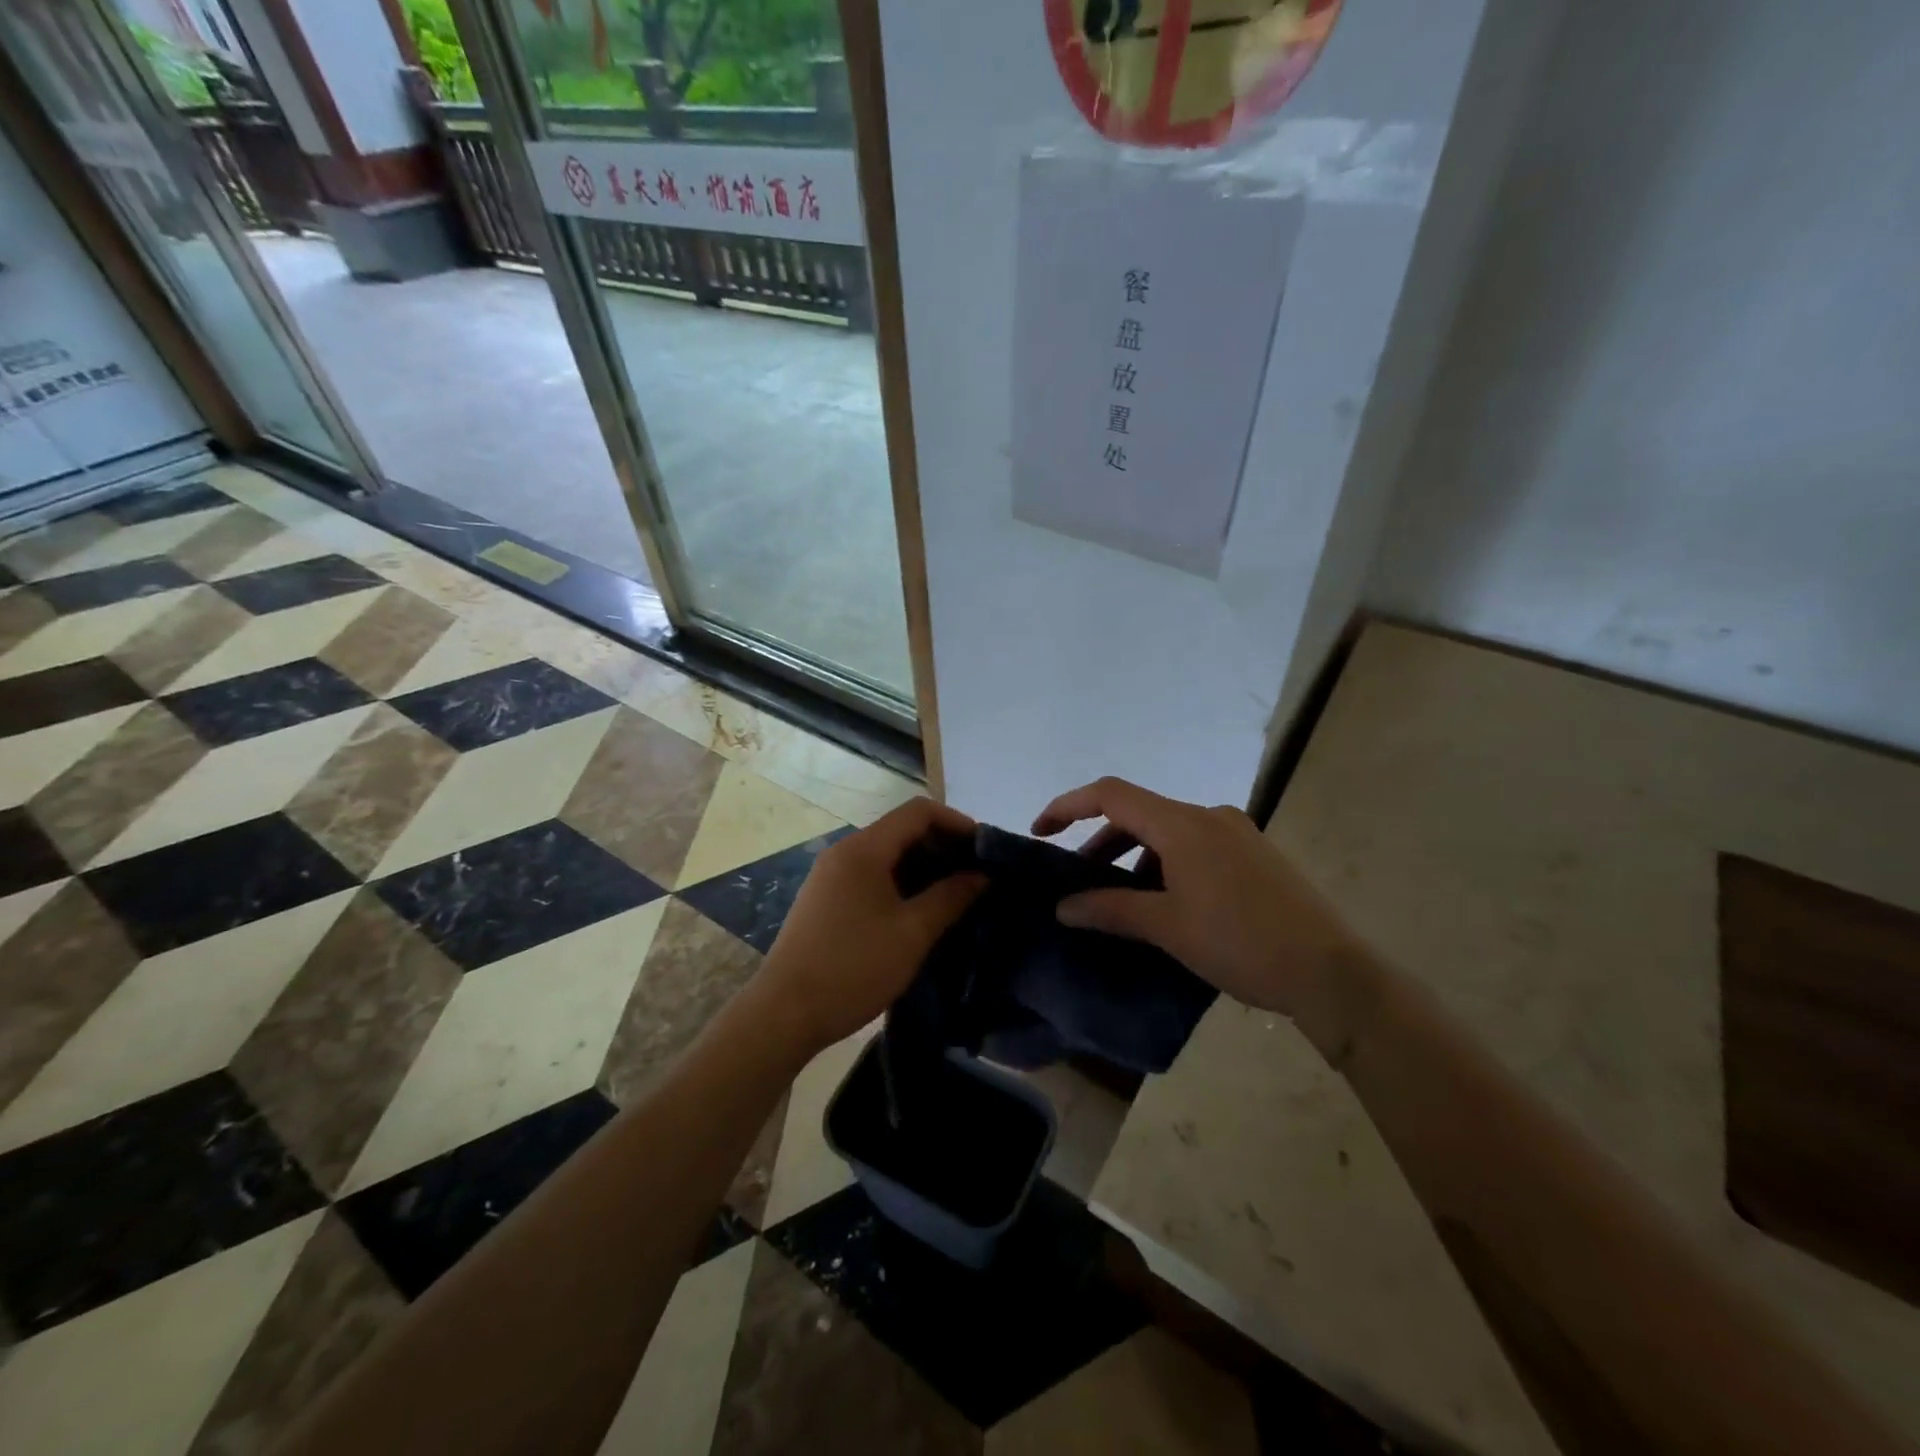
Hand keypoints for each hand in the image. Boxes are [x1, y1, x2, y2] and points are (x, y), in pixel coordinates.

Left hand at [757, 798, 987, 1055]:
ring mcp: (831, 875)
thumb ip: (951, 897)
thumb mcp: (912, 933)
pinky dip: (901, 882)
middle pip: (902, 830)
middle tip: (976, 876)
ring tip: (955, 895)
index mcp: (864, 849)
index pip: (919, 812)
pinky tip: (920, 911)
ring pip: (887, 854)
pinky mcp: (826, 898)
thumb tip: (982, 875)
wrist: (783, 1014)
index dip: (957, 823)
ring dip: (923, 867)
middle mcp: (845, 852)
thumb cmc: (854, 968)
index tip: (985, 850)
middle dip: (943, 846)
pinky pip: (871, 875)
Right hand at [1033, 777, 1374, 1054]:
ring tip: (1124, 903)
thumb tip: (1063, 907)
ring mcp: (1237, 833)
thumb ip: (1109, 909)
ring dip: (1136, 858)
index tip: (1041, 832)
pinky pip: (1195, 847)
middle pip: (1139, 814)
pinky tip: (1169, 905)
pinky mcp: (1255, 855)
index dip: (1068, 806)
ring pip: (1168, 833)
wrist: (1331, 972)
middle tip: (1080, 883)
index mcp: (1183, 824)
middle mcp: (1209, 816)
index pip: (1111, 794)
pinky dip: (1167, 865)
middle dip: (1101, 843)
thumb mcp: (1166, 927)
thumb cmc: (1240, 943)